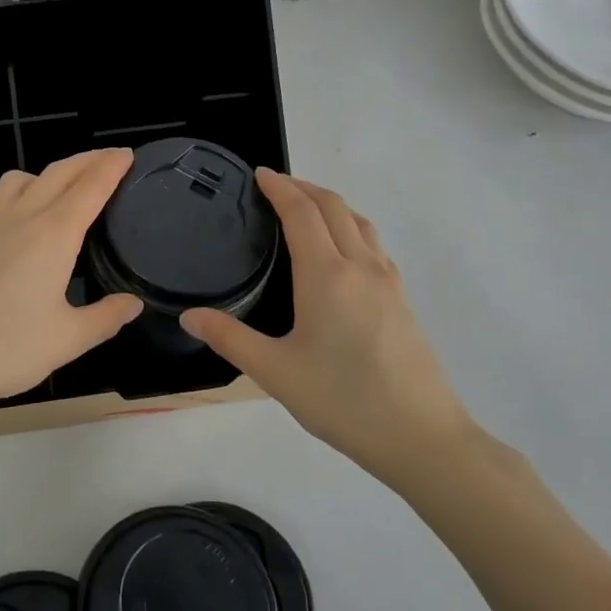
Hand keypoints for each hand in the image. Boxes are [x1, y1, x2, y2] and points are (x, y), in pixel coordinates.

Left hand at [0, 149, 142, 426]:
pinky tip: (20, 224)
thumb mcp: (68, 340)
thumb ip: (106, 317)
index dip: (112, 167)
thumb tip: (132, 302)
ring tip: (63, 189)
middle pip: (58, 172)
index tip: (128, 155)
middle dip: (87, 160)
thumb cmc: (5, 350)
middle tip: (109, 159)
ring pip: (21, 179)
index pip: (90, 187)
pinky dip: (19, 195)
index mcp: (52, 235)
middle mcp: (19, 217)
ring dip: (48, 173)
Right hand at [181, 170, 478, 491]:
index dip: (280, 188)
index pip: (302, 213)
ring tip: (306, 210)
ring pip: (360, 223)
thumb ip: (230, 338)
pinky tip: (342, 253)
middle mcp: (361, 267)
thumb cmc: (343, 401)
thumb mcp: (275, 373)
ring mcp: (388, 282)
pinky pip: (374, 245)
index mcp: (327, 275)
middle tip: (275, 186)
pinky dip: (351, 228)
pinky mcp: (402, 300)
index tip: (259, 174)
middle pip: (334, 207)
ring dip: (331, 205)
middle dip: (304, 188)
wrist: (421, 436)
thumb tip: (189, 316)